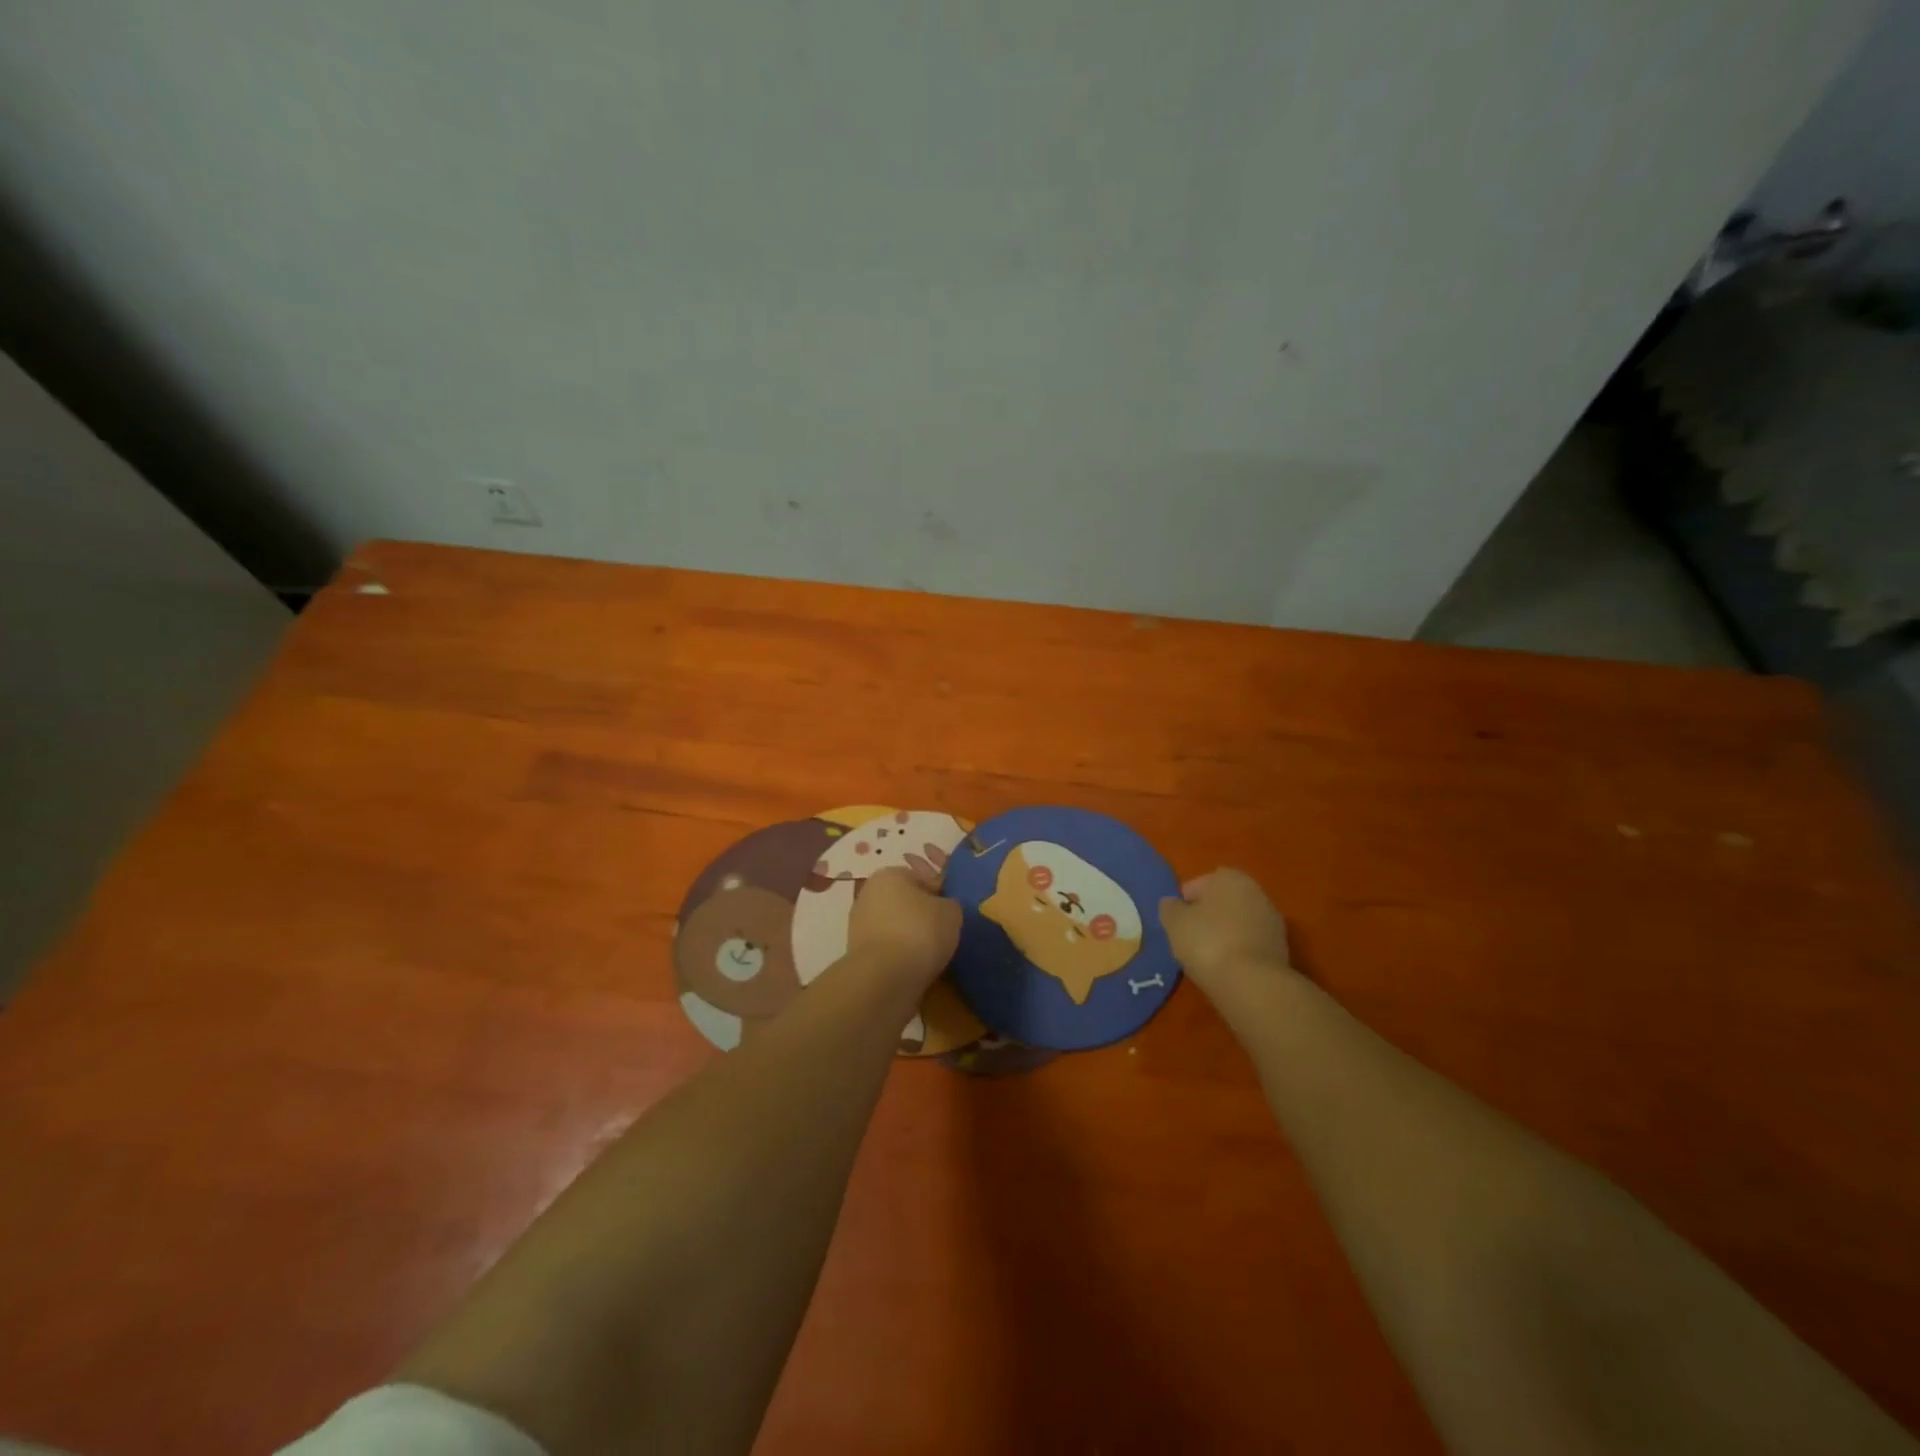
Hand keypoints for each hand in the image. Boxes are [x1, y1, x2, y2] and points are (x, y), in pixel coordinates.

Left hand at [848, 866, 961, 991]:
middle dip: (923, 916)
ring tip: (933, 956)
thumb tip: (944, 909)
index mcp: (889, 874)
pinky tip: (916, 968)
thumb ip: (950, 904)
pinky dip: (901, 956)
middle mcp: (869, 894)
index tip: (952, 914)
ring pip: (896, 927)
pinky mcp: (857, 954)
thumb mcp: (951, 912)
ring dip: (912, 938)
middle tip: (945, 934)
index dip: (940, 895)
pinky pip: (888, 949)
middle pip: (906, 903)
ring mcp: (859, 925)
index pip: (921, 878)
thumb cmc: (920, 932)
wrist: (884, 978)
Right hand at [1160, 868, 1291, 1000]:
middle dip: (1208, 916)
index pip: (1200, 883)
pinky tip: (1226, 968)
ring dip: (1225, 934)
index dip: (1185, 901)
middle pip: (1223, 902)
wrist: (1252, 983)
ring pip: (1239, 923)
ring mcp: (1272, 921)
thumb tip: (1172, 904)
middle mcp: (1256, 892)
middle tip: (1190, 936)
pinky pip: (1251, 943)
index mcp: (1230, 878)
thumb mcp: (1174, 922)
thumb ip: (1170, 908)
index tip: (1176, 921)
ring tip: (1207, 956)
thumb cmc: (1207, 942)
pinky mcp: (1282, 949)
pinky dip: (1239, 951)